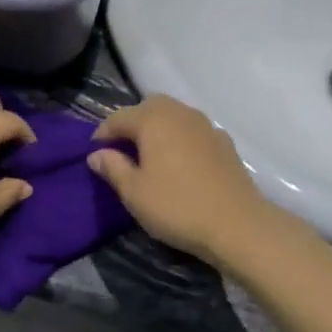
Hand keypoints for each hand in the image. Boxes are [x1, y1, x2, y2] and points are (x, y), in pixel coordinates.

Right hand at [87, 95, 277, 261]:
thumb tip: (96, 154)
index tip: (94, 153)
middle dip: (132, 122)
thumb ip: (113, 168)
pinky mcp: (224, 141)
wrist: (236, 224)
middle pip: (149, 107)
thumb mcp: (134, 192)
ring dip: (158, 128)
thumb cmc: (177, 207)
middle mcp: (180, 113)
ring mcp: (206, 125)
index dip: (103, 133)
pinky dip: (181, 138)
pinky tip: (180, 161)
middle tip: (122, 148)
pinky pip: (193, 130)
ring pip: (174, 115)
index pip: (119, 117)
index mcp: (153, 120)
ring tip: (150, 154)